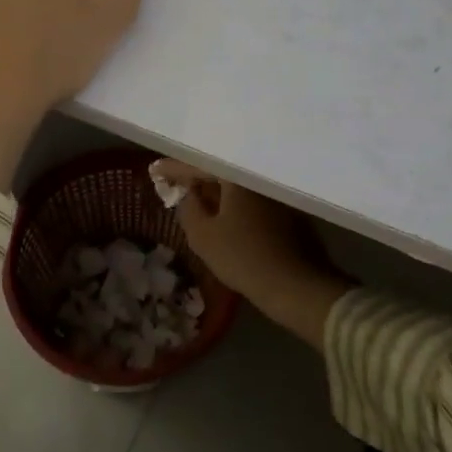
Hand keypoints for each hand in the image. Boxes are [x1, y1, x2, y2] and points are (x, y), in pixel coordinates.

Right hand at [155, 161, 350, 349]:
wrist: (296, 285)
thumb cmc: (243, 257)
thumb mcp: (203, 236)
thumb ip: (188, 208)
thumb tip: (189, 194)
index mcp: (237, 176)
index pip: (198, 166)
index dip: (174, 169)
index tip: (154, 171)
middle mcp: (259, 176)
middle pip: (221, 171)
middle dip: (197, 177)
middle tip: (174, 183)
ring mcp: (277, 193)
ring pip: (238, 185)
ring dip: (217, 190)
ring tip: (196, 197)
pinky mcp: (288, 210)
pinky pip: (252, 198)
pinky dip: (234, 202)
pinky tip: (225, 213)